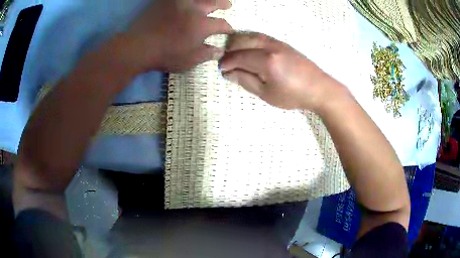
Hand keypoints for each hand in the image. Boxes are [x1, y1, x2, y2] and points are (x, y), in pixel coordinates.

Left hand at [114, 0, 232, 73]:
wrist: (139, 47)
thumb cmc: (166, 55)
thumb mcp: (189, 60)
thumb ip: (206, 54)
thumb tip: (220, 51)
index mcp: (202, 25)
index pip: (221, 24)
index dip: (228, 28)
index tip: (230, 30)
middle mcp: (194, 10)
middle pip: (213, 3)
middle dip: (223, 4)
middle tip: (228, 5)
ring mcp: (179, 3)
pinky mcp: (165, 2)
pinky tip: (188, 0)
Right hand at [219, 32, 339, 110]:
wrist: (319, 88)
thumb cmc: (293, 95)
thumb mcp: (267, 94)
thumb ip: (245, 81)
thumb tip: (228, 73)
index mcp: (266, 61)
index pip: (238, 57)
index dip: (226, 63)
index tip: (221, 70)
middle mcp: (270, 46)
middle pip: (241, 41)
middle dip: (229, 51)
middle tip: (226, 63)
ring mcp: (277, 42)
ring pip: (250, 36)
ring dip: (238, 44)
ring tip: (234, 56)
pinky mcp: (282, 43)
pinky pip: (260, 37)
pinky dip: (249, 41)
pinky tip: (248, 50)